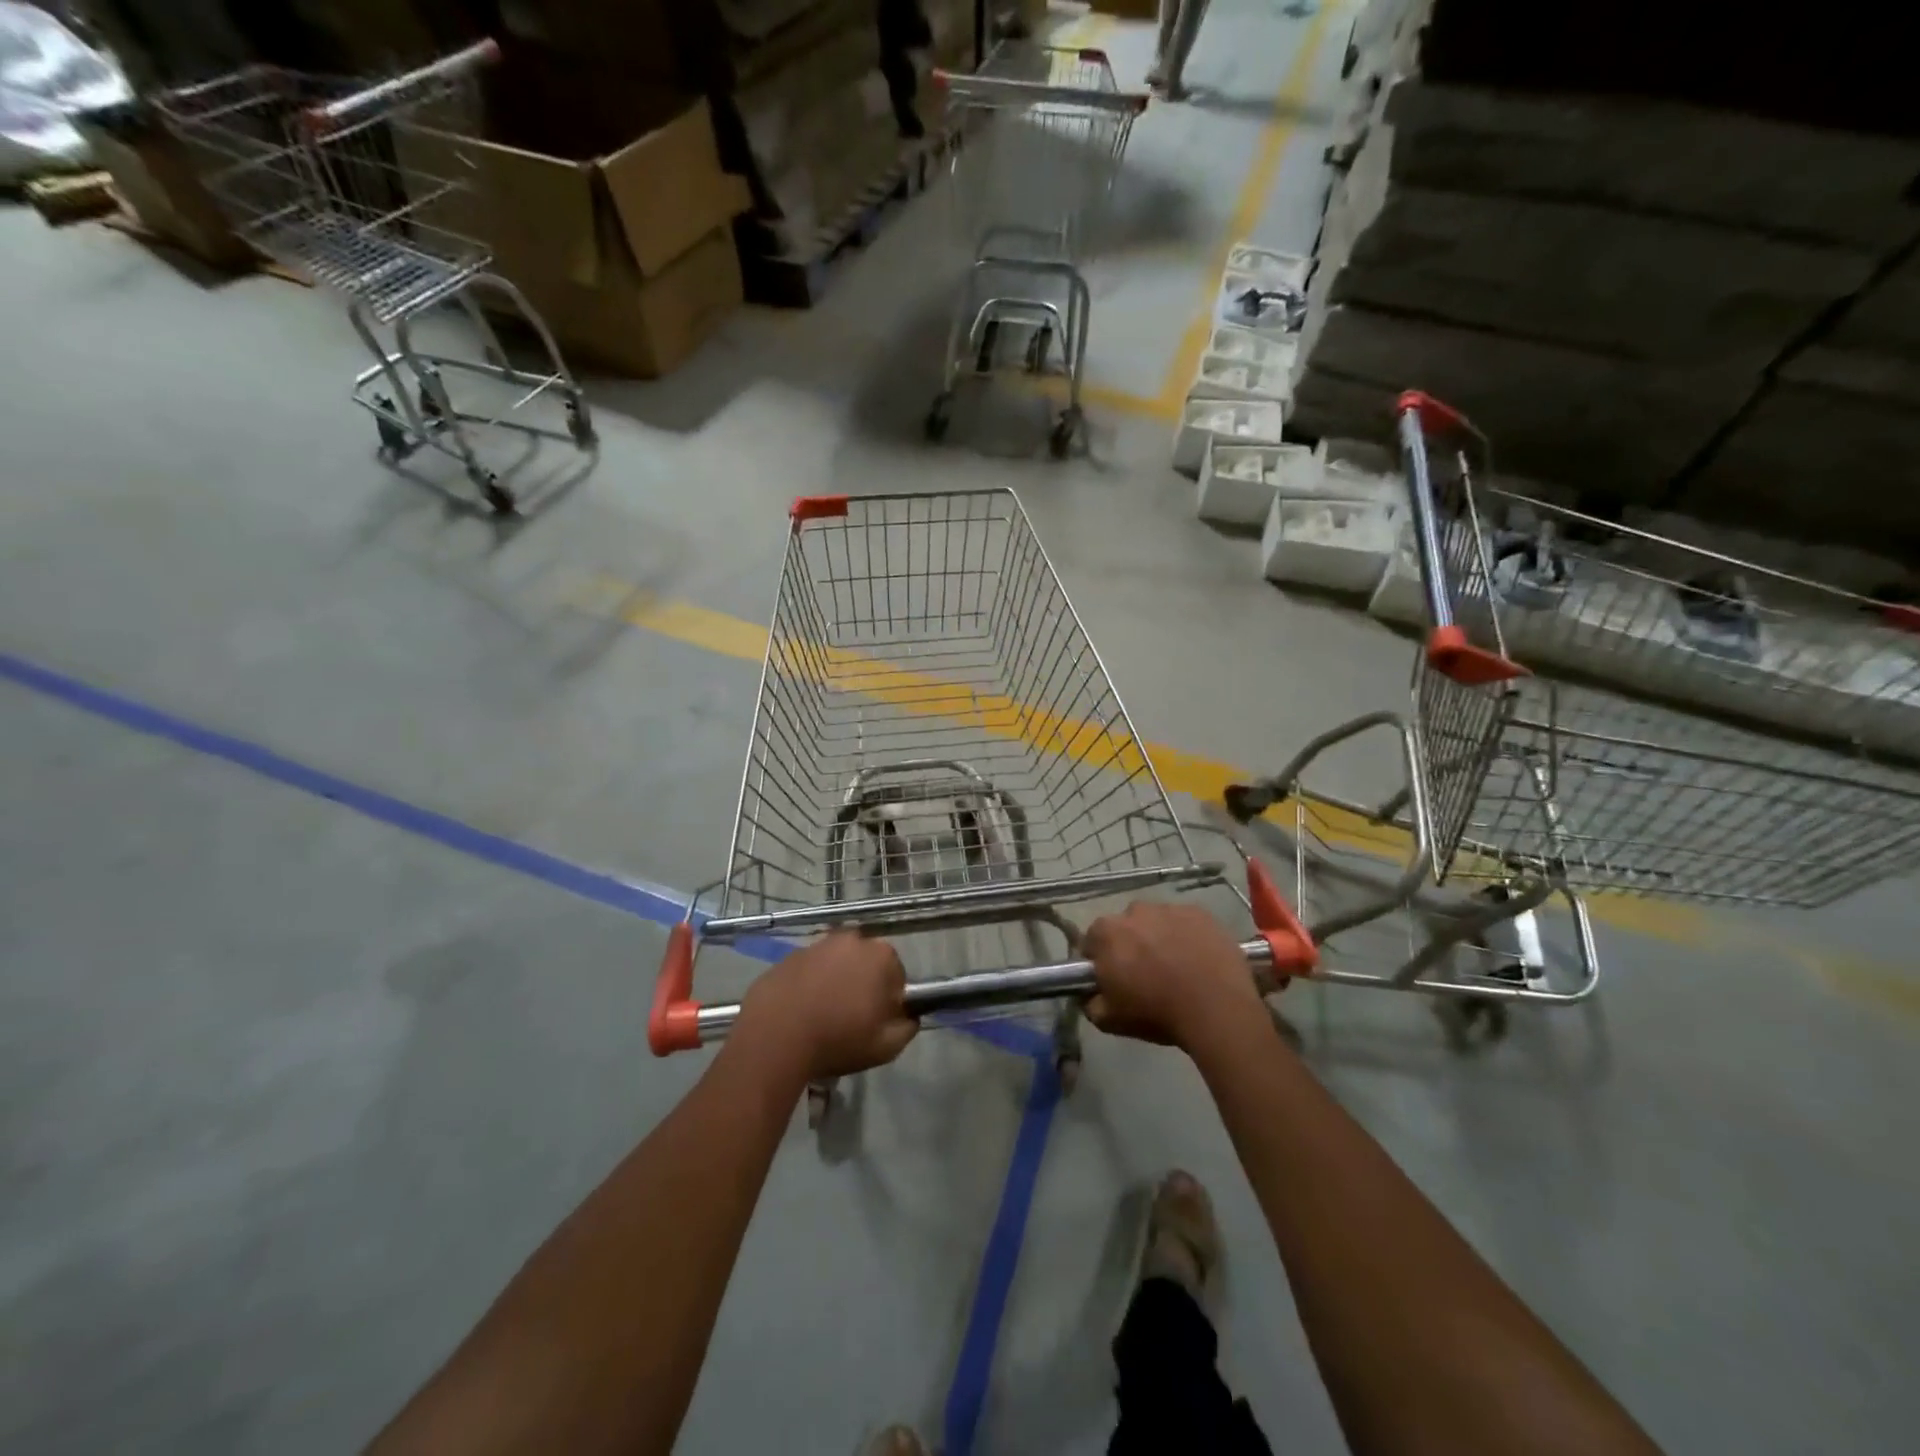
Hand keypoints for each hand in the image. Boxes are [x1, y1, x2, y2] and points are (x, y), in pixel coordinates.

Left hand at [736, 931, 918, 1080]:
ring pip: (836, 964)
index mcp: (881, 956)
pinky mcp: (789, 955)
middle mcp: (851, 940)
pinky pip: (808, 970)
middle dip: (862, 984)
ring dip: (835, 982)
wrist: (774, 1038)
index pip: (897, 975)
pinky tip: (800, 1011)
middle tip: (851, 1018)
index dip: (889, 1000)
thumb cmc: (838, 1040)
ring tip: (822, 1016)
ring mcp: (817, 944)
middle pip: (866, 963)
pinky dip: (808, 984)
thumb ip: (907, 1027)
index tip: (876, 1021)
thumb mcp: (886, 1047)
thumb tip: (908, 1016)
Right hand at [1084, 902, 1261, 1052]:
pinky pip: (1185, 922)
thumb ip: (1090, 1002)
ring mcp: (1169, 908)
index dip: (1100, 959)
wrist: (1217, 1009)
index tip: (1113, 978)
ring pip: (1156, 921)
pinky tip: (1198, 959)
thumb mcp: (1110, 1020)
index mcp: (1107, 932)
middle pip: (1126, 926)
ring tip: (1176, 967)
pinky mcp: (1200, 913)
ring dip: (1159, 937)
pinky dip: (1187, 935)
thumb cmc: (1157, 1012)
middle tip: (1146, 974)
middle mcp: (1134, 911)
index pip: (1093, 939)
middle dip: (1130, 944)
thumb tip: (1089, 994)